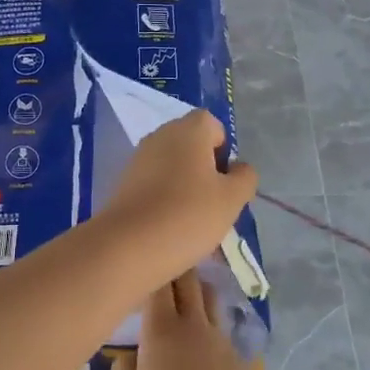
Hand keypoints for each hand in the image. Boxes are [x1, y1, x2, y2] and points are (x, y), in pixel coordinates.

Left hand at [94, 110, 257, 285]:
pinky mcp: (124, 181)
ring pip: (172, 165)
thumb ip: (244, 177)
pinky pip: (154, 182)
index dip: (223, 150)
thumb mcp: (232, 198)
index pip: (212, 124)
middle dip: (206, 169)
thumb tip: (238, 168)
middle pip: (191, 144)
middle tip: (214, 202)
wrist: (130, 244)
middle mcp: (161, 135)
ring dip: (186, 186)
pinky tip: (170, 225)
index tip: (225, 180)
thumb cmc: (189, 214)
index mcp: (188, 129)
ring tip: (193, 221)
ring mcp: (139, 157)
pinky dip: (165, 197)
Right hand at [113, 270, 266, 369]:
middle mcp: (194, 324)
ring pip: (210, 297)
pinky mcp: (237, 360)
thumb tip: (128, 357)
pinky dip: (208, 320)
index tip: (136, 265)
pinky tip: (199, 337)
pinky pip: (221, 326)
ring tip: (181, 297)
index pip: (157, 282)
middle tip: (157, 270)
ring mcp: (221, 340)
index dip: (148, 268)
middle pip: (189, 280)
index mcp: (163, 329)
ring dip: (196, 290)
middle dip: (174, 269)